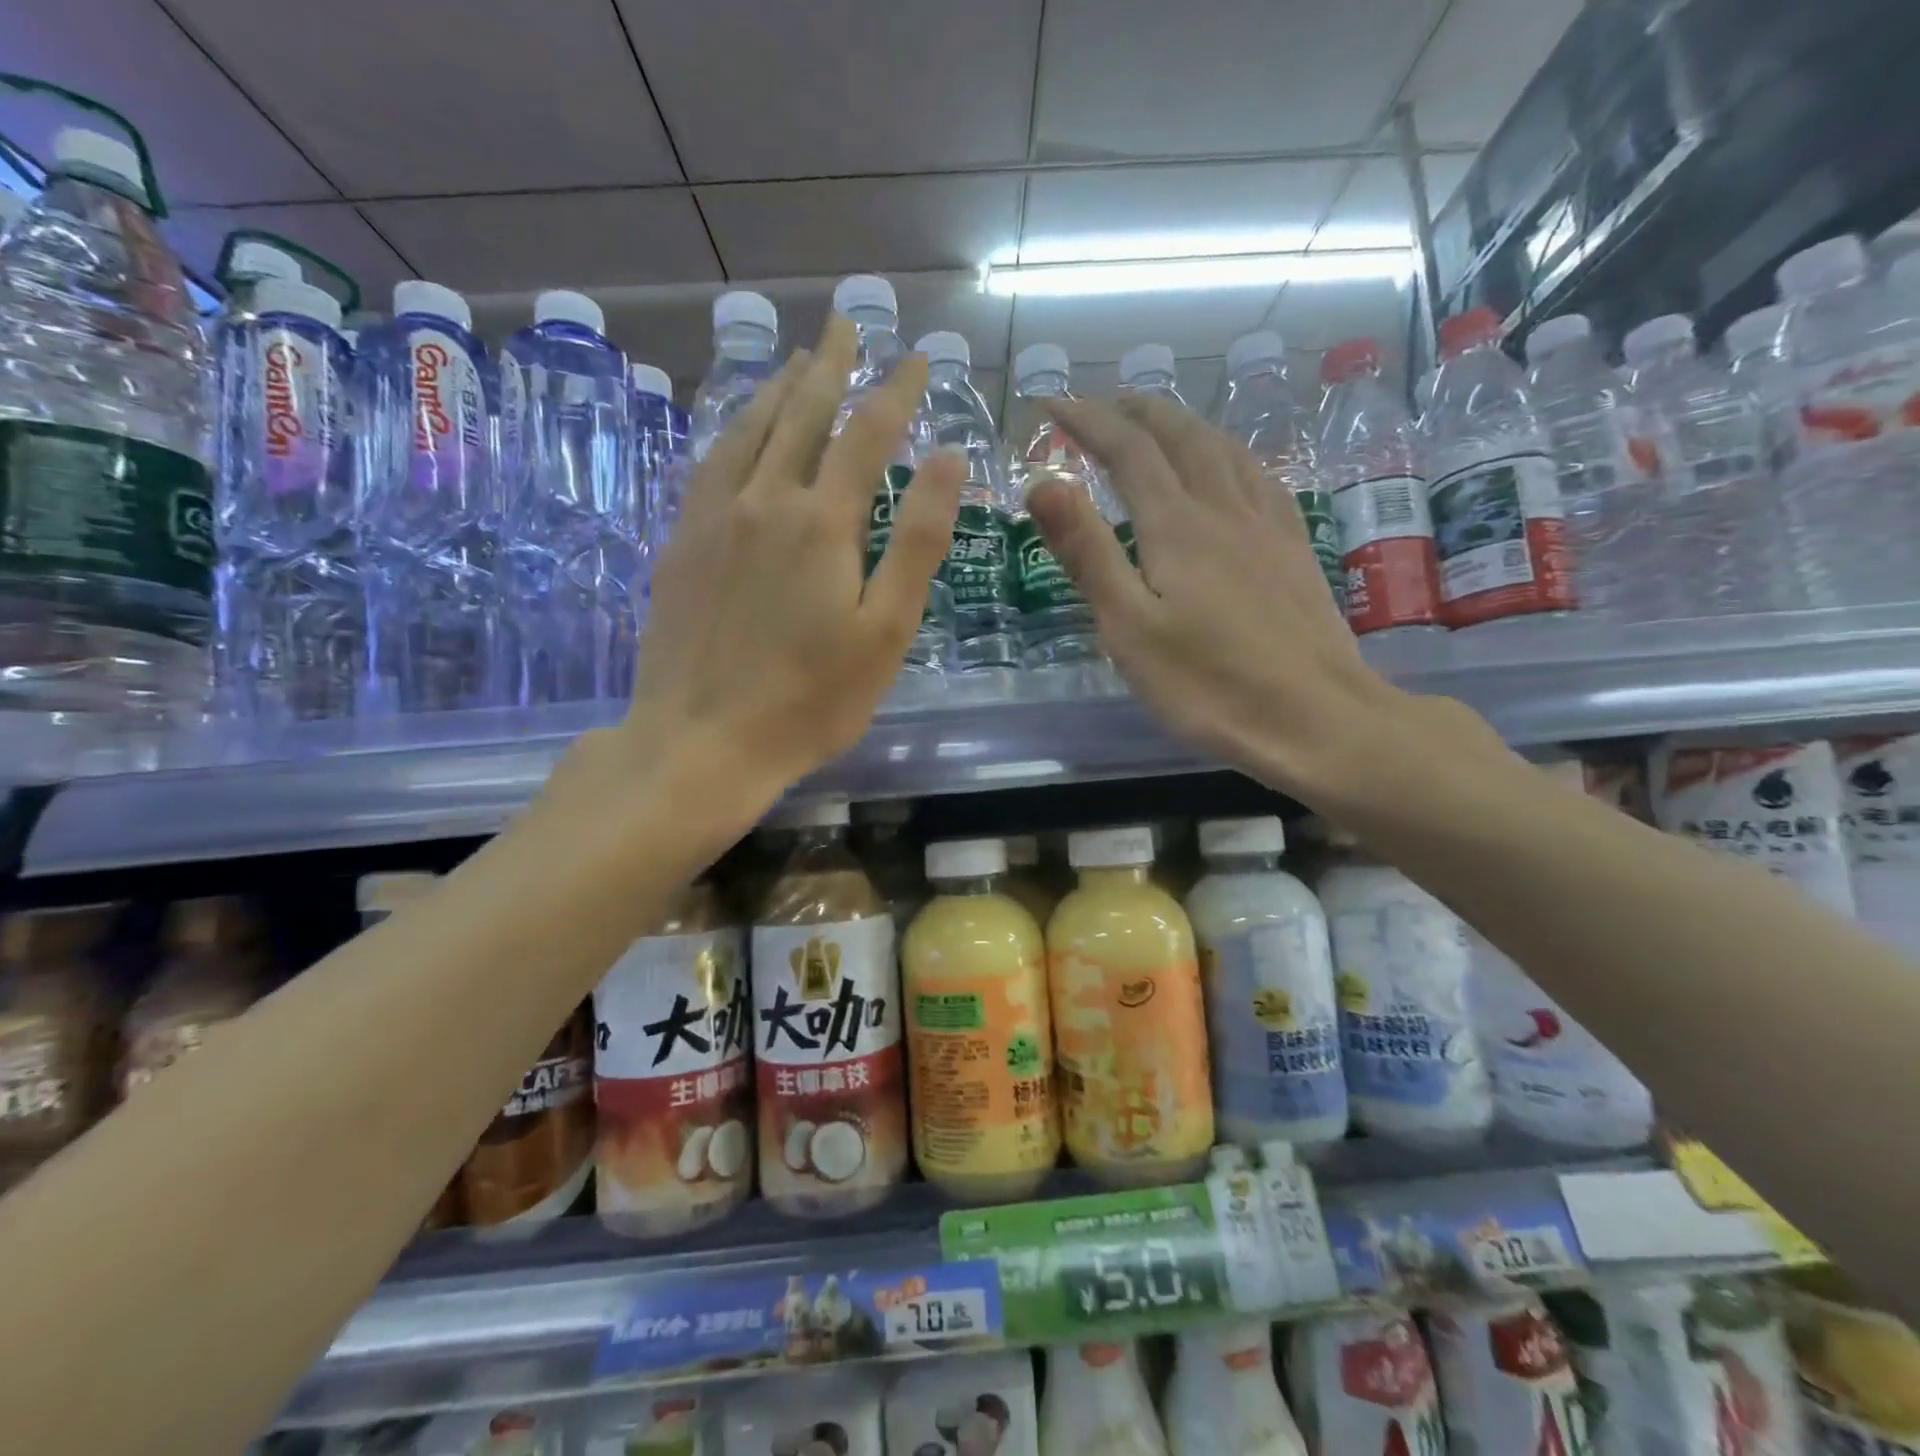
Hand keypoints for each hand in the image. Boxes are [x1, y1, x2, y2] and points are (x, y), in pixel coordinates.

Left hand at [570, 317, 962, 832]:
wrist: (702, 741)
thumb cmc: (811, 699)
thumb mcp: (885, 630)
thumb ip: (916, 541)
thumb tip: (947, 459)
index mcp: (822, 521)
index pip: (866, 433)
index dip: (895, 390)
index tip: (917, 357)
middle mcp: (764, 501)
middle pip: (800, 414)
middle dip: (829, 366)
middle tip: (845, 323)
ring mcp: (713, 519)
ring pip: (747, 431)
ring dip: (777, 389)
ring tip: (795, 360)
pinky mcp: (681, 545)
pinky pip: (709, 465)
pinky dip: (731, 432)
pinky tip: (736, 431)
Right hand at [1029, 393, 1419, 800]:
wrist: (1315, 719)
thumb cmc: (1208, 685)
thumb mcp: (1129, 628)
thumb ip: (1087, 553)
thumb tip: (1042, 481)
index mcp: (1177, 526)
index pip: (1126, 449)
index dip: (1086, 419)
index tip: (1051, 403)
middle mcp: (1224, 509)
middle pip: (1180, 435)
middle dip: (1136, 411)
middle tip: (1102, 404)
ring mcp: (1268, 526)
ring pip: (1224, 449)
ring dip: (1184, 423)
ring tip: (1158, 422)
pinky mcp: (1295, 549)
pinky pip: (1259, 476)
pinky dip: (1229, 453)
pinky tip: (1229, 467)